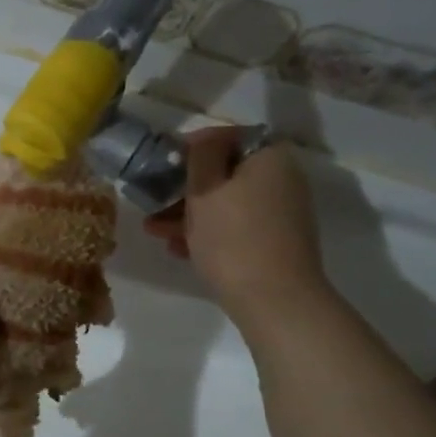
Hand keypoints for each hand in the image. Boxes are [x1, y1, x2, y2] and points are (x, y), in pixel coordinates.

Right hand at [141, 126, 326, 324]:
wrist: (273, 299)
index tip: (163, 165)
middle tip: (153, 202)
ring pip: (227, 204)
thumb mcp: (205, 189)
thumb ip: (201, 156)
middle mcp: (282, 179)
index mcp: (269, 158)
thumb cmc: (233, 237)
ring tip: (154, 231)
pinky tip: (178, 249)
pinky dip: (208, 233)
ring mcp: (280, 214)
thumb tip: (204, 139)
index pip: (228, 137)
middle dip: (185, 188)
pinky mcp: (274, 243)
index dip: (192, 147)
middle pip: (226, 174)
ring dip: (189, 214)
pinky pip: (235, 228)